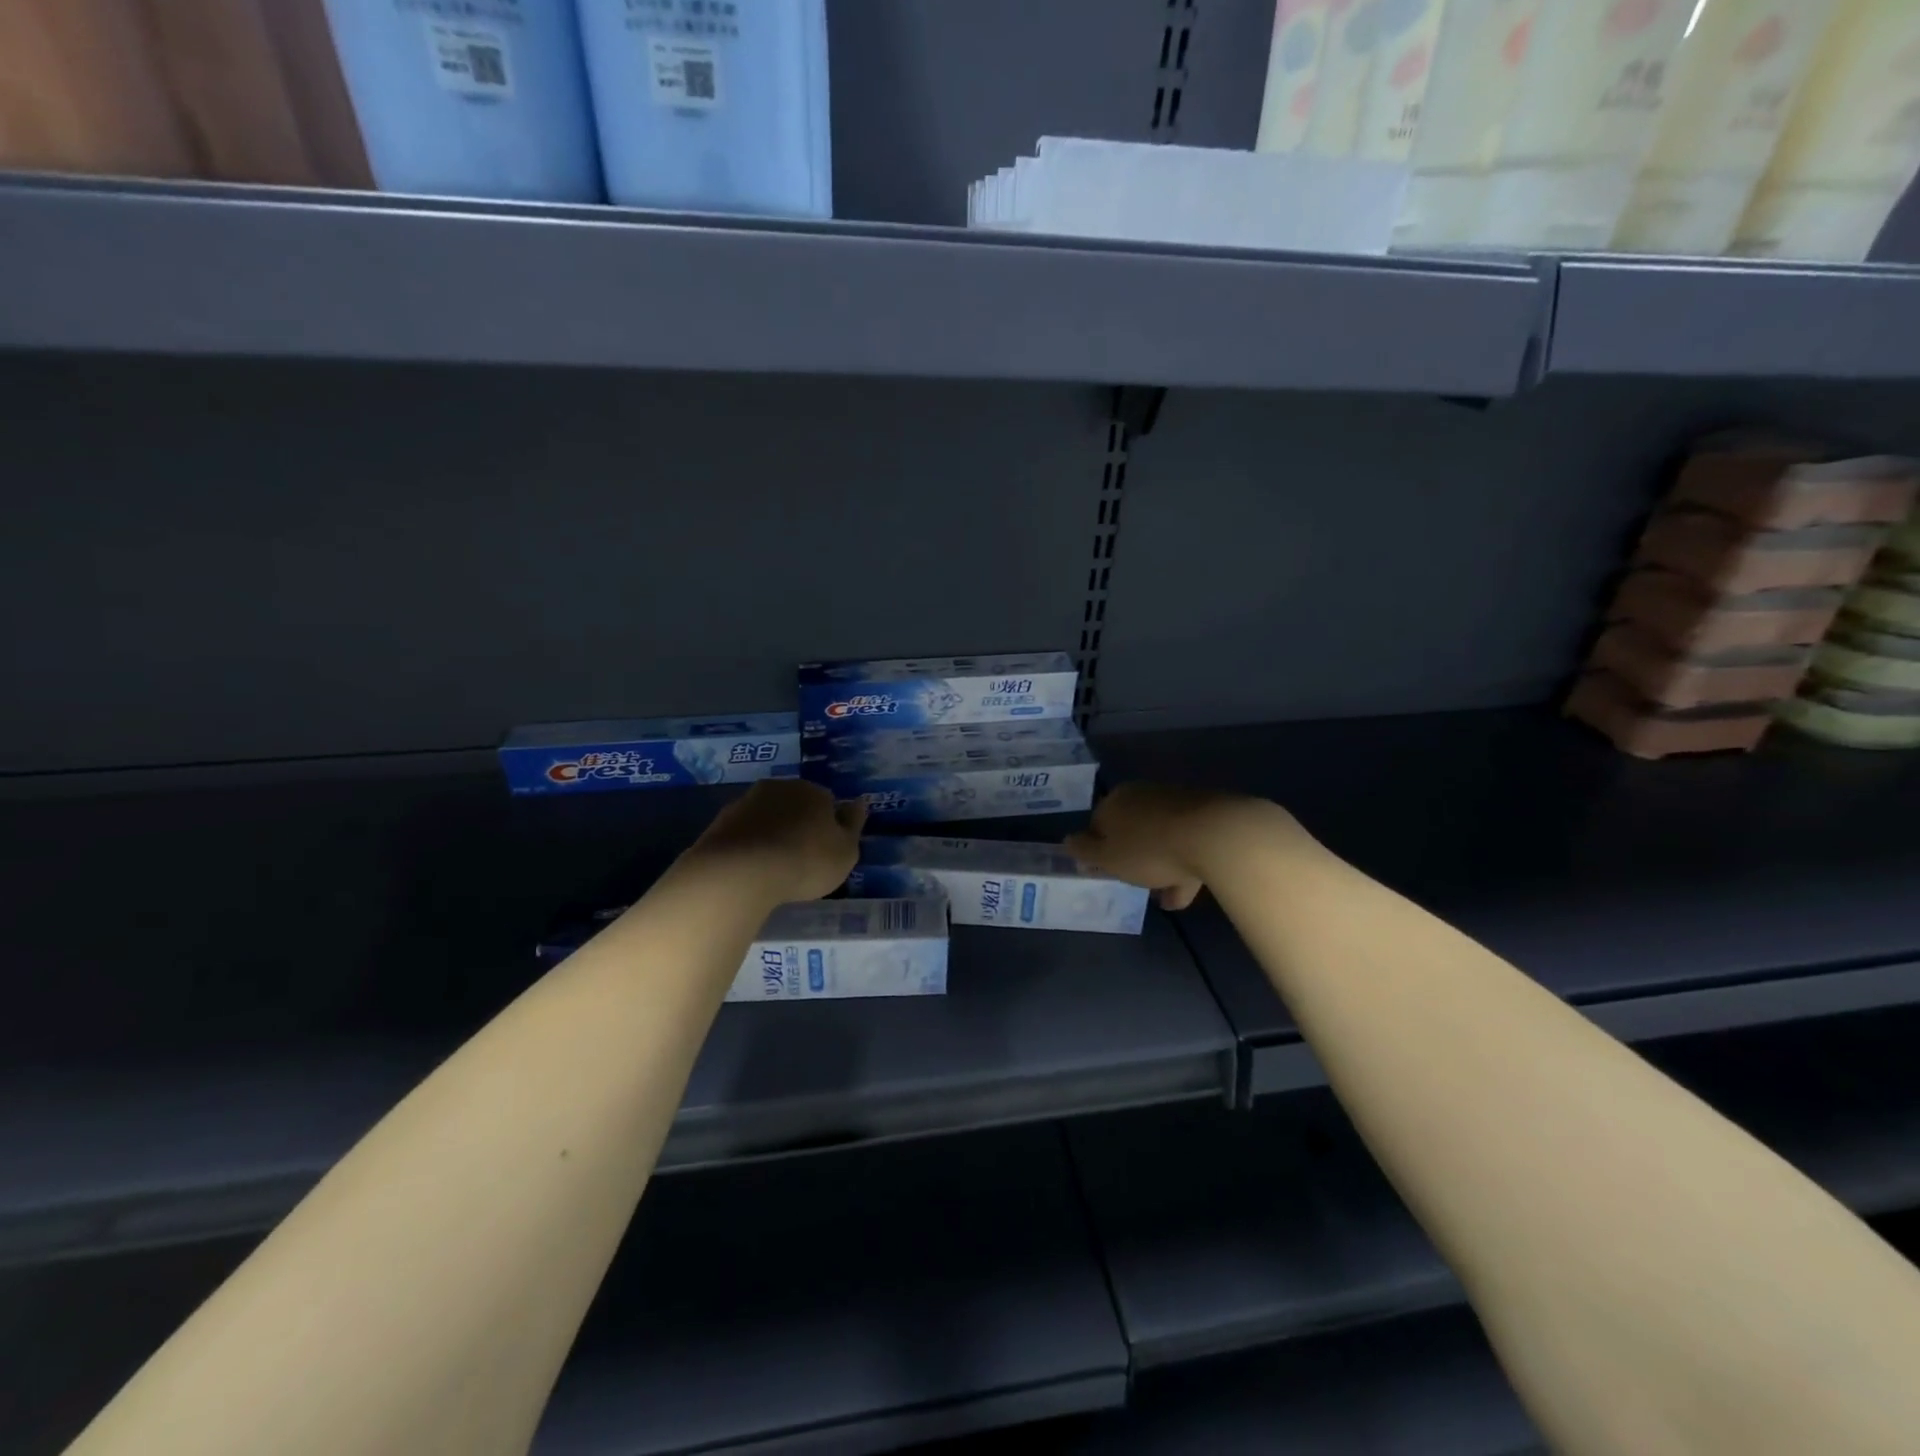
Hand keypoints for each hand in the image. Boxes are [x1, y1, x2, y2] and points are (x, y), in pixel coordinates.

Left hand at [683, 779, 866, 903]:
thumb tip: (859, 802)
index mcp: (814, 791)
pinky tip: (750, 868)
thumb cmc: (805, 861)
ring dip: (771, 833)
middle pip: (795, 804)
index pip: (827, 802)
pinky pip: (743, 832)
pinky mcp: (720, 822)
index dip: (828, 826)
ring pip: (767, 816)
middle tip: (800, 858)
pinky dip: (749, 845)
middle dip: (798, 824)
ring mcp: (746, 802)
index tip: (825, 849)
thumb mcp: (845, 851)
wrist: (740, 871)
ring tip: (773, 866)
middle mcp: (780, 788)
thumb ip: (853, 825)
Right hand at [1066, 783, 1282, 910]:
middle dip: (1133, 858)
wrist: (1214, 835)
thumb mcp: (1107, 857)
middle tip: (1136, 884)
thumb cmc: (1149, 849)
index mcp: (1115, 801)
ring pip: (1160, 838)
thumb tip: (1068, 841)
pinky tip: (1186, 892)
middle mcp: (1143, 795)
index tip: (1107, 872)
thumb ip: (1084, 851)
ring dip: (1161, 867)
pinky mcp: (1205, 814)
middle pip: (1131, 830)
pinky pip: (1186, 842)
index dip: (1099, 850)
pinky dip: (1183, 866)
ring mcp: (1176, 802)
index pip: (1097, 824)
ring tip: (1167, 900)